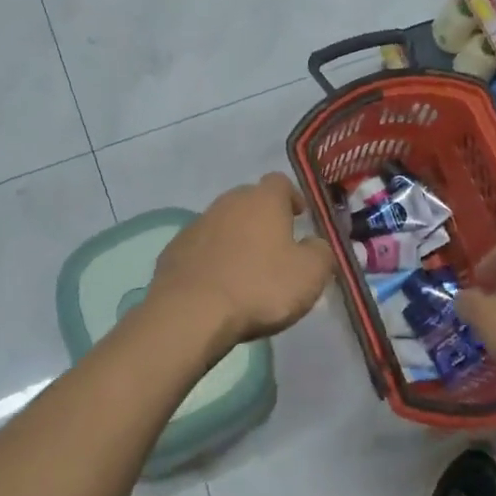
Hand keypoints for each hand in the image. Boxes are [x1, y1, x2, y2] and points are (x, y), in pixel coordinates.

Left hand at [146, 173, 336, 348]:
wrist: (191, 313)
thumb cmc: (259, 287)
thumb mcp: (309, 274)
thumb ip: (321, 253)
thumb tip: (316, 244)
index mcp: (263, 200)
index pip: (280, 182)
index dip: (292, 197)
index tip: (299, 217)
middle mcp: (228, 202)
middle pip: (249, 200)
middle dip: (263, 218)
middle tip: (275, 246)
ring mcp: (197, 224)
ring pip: (224, 223)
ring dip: (236, 238)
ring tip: (246, 269)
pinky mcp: (175, 249)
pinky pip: (201, 247)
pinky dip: (212, 258)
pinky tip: (218, 284)